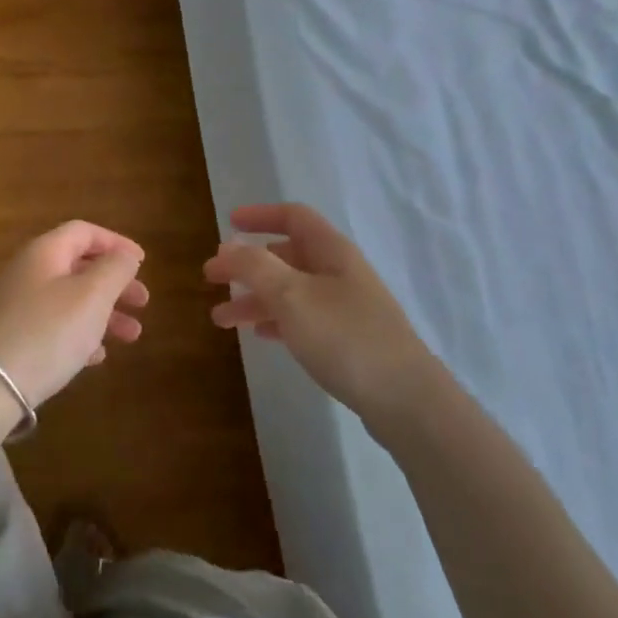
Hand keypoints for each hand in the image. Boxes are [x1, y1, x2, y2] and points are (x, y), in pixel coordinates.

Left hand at [0, 221, 149, 408]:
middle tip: (143, 302)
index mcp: (45, 252)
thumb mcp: (92, 295)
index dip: (116, 243)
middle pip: (79, 266)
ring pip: (70, 299)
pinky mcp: (14, 338)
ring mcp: (18, 306)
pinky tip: (97, 356)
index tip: (142, 262)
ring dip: (104, 313)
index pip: (84, 232)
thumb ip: (115, 269)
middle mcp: (28, 272)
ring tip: (132, 336)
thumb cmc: (49, 331)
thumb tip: (125, 255)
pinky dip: (80, 334)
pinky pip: (54, 327)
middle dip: (115, 283)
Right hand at [204, 203, 431, 422]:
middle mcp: (339, 273)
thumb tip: (228, 246)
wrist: (406, 401)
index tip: (228, 223)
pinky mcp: (349, 340)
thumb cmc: (345, 337)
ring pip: (290, 292)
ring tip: (220, 319)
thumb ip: (254, 267)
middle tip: (211, 278)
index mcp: (331, 251)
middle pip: (286, 256)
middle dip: (247, 265)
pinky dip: (276, 321)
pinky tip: (258, 335)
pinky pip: (303, 319)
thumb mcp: (291, 296)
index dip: (260, 215)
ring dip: (254, 299)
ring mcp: (346, 308)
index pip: (294, 217)